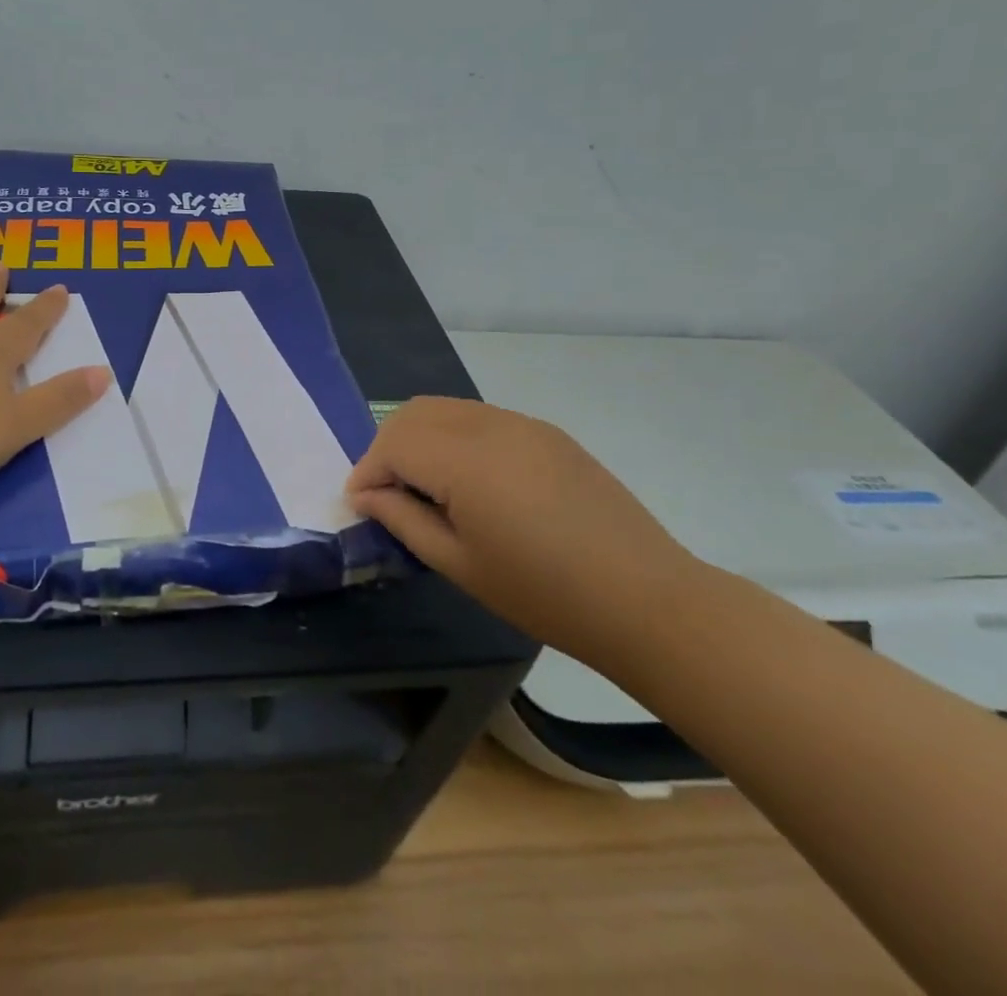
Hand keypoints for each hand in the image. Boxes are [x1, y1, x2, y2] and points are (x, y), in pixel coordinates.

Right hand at [346, 397, 698, 667]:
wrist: (644, 598)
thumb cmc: (543, 593)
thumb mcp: (460, 564)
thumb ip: (404, 519)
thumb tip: (366, 494)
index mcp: (466, 460)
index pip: (394, 442)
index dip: (368, 470)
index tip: (362, 504)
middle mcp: (490, 425)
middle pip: (415, 413)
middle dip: (388, 447)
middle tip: (388, 493)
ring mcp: (522, 423)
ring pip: (447, 409)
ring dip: (421, 437)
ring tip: (426, 487)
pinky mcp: (546, 432)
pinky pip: (481, 418)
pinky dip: (455, 437)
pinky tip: (471, 481)